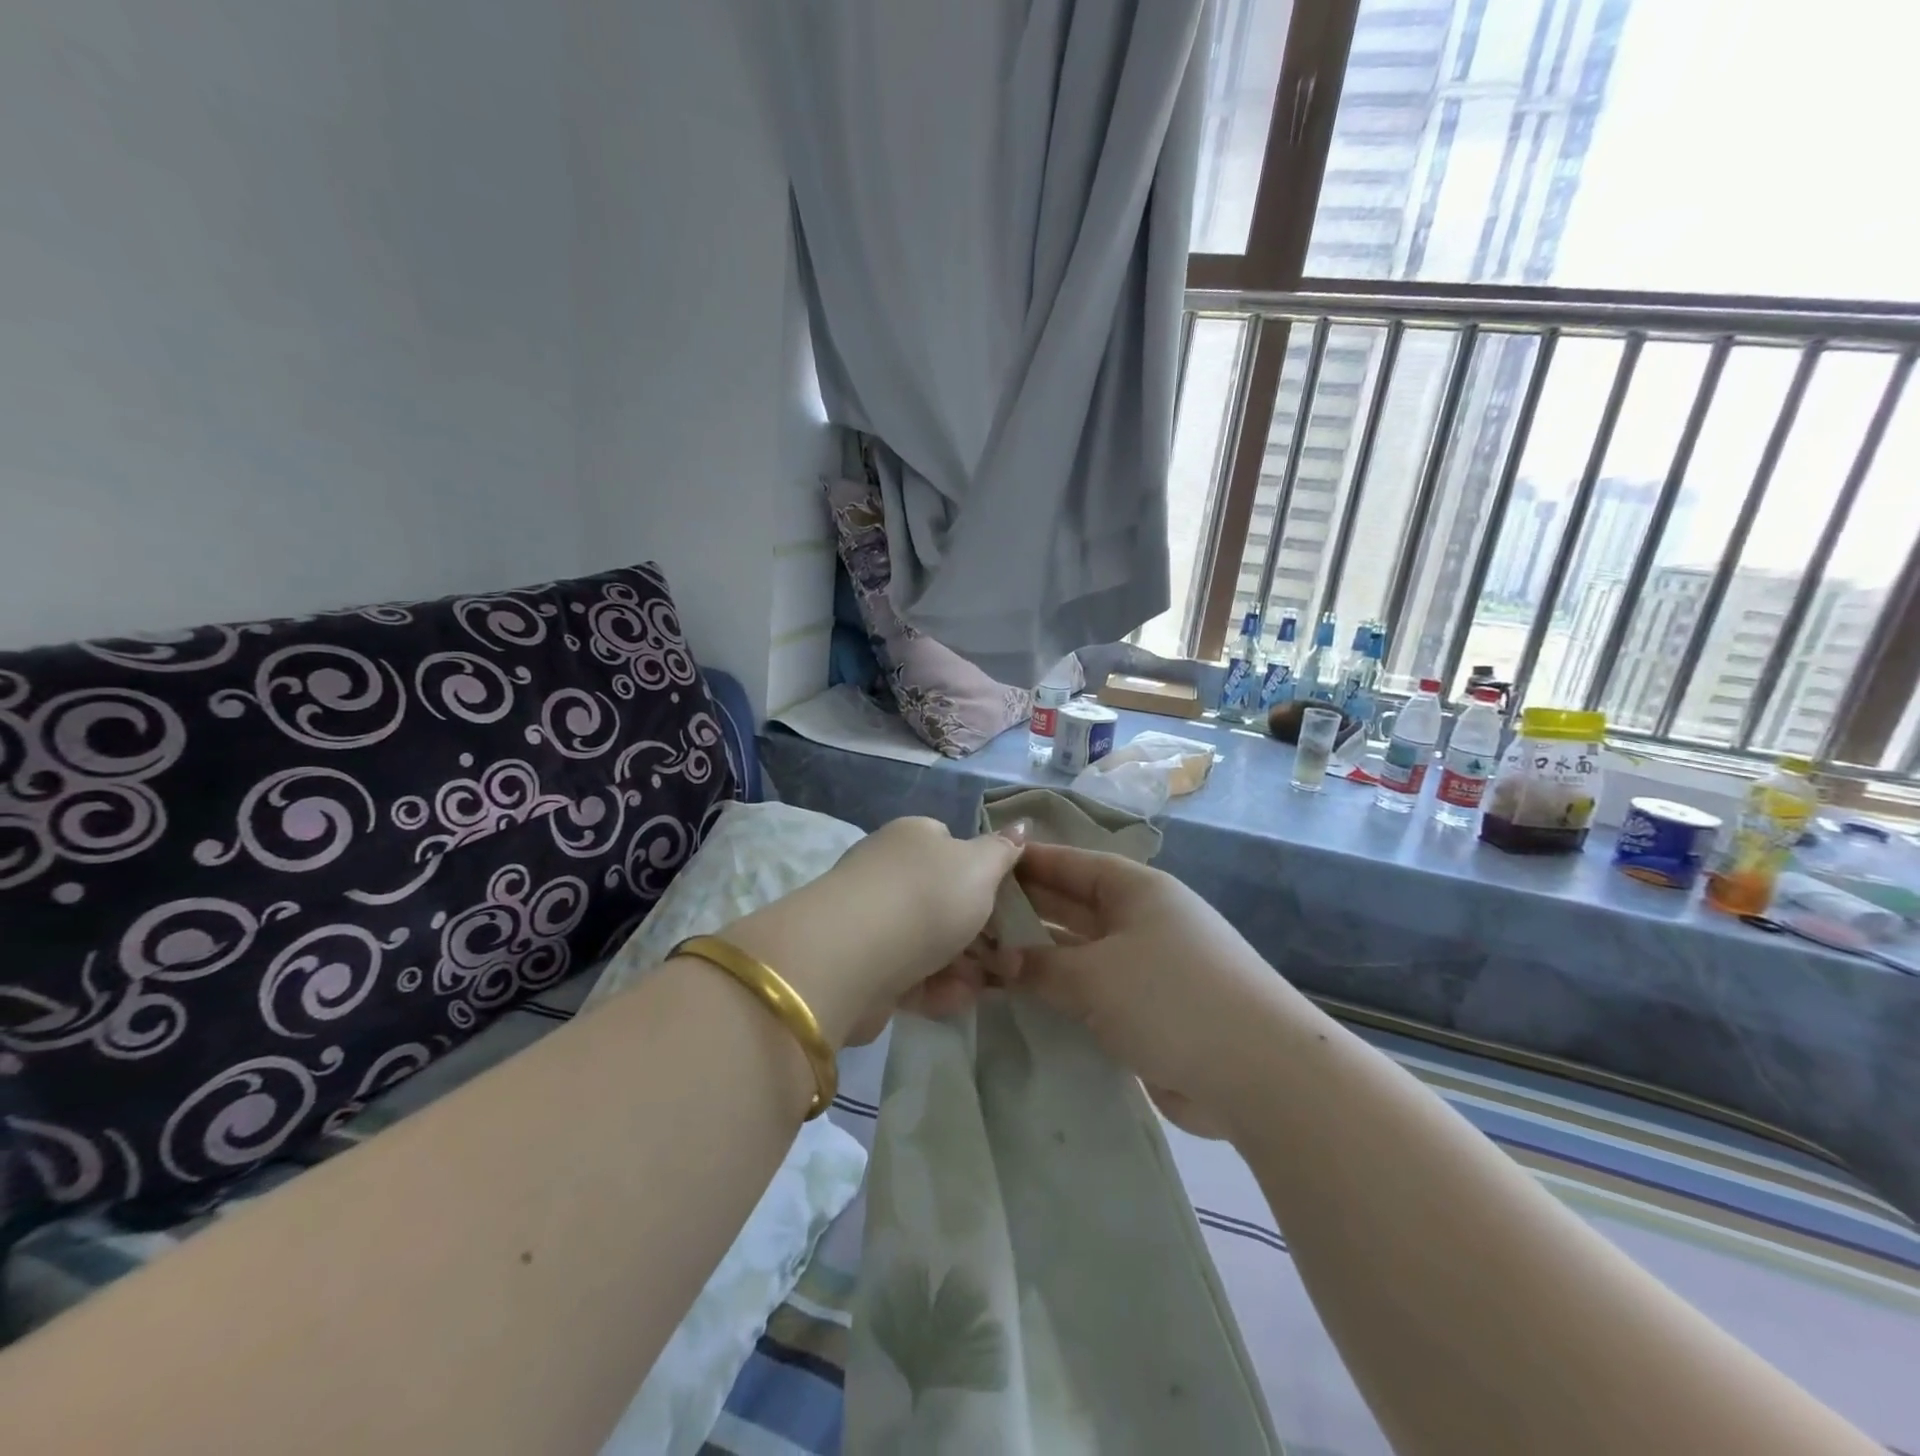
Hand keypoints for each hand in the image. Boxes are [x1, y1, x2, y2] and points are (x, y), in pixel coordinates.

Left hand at [723, 816, 1026, 1047]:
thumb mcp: (980, 866)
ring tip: (994, 984)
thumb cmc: (927, 897)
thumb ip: (1003, 850)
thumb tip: (1020, 825)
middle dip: (983, 930)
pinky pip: (911, 975)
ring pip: (931, 942)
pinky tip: (960, 999)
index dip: (986, 874)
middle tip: (1014, 955)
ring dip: (966, 964)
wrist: (853, 956)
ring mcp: (873, 921)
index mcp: (913, 838)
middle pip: (945, 899)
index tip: (1013, 904)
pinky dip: (938, 987)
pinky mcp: (864, 967)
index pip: (953, 846)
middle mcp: (889, 873)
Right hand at [1003, 841, 1294, 1136]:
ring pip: (1079, 952)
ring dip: (1038, 957)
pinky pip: (1092, 992)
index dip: (1028, 863)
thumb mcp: (1095, 975)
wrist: (1258, 1074)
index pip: (1071, 864)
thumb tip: (999, 961)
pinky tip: (1020, 1002)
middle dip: (1025, 911)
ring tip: (982, 961)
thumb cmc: (1170, 997)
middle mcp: (1141, 921)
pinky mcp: (1148, 1011)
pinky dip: (1060, 994)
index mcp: (1136, 891)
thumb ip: (1040, 966)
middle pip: (1072, 906)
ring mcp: (1147, 967)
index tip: (983, 865)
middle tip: (970, 918)